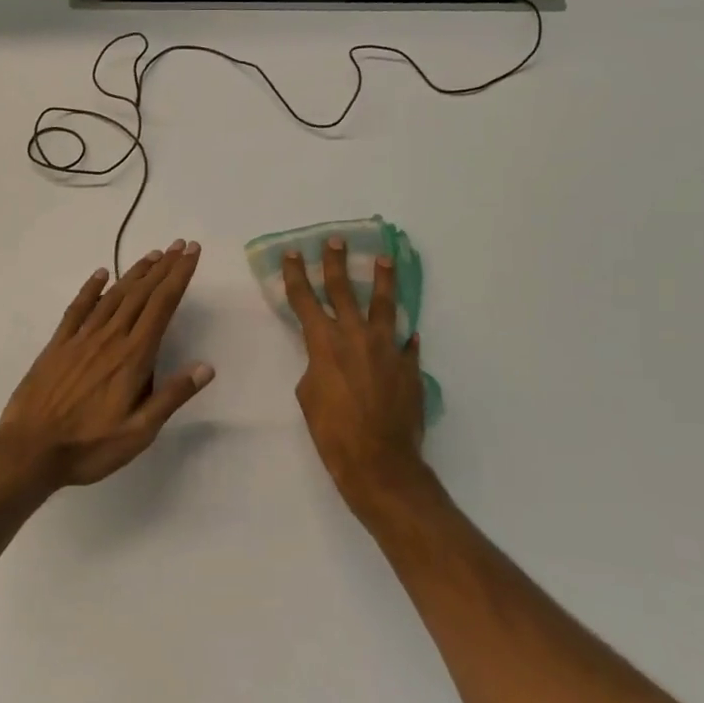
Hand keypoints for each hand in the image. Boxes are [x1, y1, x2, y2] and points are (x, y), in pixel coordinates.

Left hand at [0, 241, 212, 488]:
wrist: (29, 449)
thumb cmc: (89, 446)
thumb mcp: (139, 432)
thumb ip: (171, 396)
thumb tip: (206, 367)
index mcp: (133, 357)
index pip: (162, 306)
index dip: (179, 277)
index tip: (192, 253)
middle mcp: (110, 338)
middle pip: (141, 294)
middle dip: (164, 268)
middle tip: (181, 245)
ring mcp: (81, 338)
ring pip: (114, 296)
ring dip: (135, 273)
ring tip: (153, 255)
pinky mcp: (58, 345)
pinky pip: (78, 308)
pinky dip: (92, 288)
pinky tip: (101, 274)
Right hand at [282, 239, 427, 508]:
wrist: (379, 462)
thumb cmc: (332, 432)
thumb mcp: (308, 395)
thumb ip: (316, 366)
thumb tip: (329, 358)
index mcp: (324, 343)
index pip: (305, 299)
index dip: (296, 274)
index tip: (293, 253)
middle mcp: (356, 336)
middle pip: (344, 290)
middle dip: (336, 263)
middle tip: (335, 240)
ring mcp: (387, 348)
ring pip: (384, 304)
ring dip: (382, 280)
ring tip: (384, 259)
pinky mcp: (410, 365)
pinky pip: (407, 343)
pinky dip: (404, 335)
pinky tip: (408, 330)